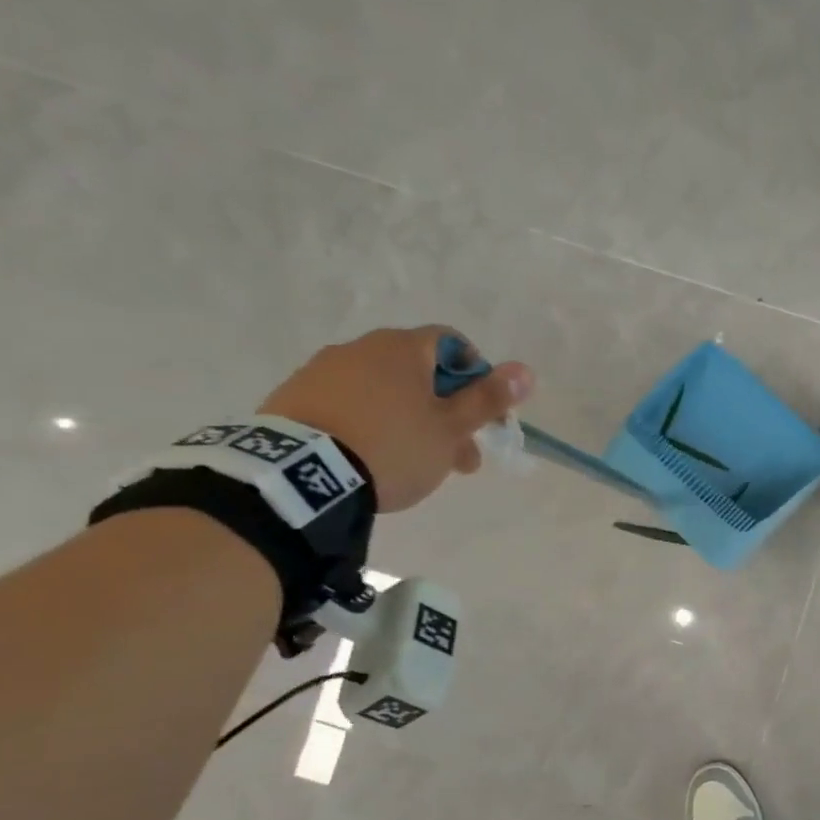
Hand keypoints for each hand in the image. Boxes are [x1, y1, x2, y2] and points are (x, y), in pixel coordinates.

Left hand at [262, 326, 531, 512]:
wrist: (302, 475)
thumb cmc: (393, 446)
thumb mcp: (451, 428)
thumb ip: (488, 398)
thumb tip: (525, 370)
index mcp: (402, 348)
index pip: (452, 344)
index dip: (476, 376)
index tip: (482, 414)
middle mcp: (360, 348)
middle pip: (419, 373)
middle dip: (447, 411)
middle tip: (460, 456)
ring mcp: (321, 371)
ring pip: (385, 392)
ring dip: (412, 421)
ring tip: (419, 465)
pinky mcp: (294, 398)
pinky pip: (348, 405)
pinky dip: (371, 425)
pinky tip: (374, 458)